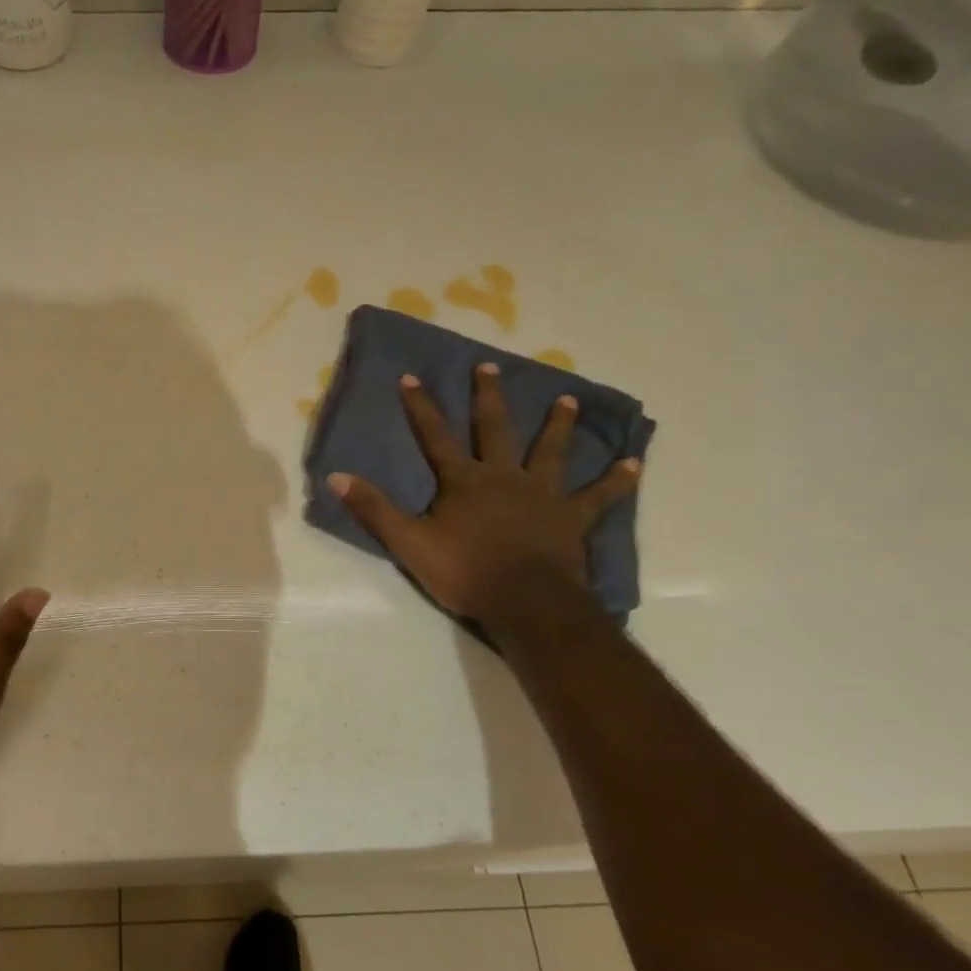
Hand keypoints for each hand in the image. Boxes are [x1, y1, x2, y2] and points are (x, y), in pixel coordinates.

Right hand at [328, 365, 640, 623]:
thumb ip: (374, 509)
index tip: (412, 377)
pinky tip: (634, 464)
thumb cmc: (465, 572)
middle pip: (495, 429)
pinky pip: (598, 496)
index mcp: (464, 481)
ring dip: (558, 425)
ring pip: (550, 451)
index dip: (422, 407)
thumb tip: (336, 476)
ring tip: (567, 400)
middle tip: (490, 367)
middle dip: (489, 397)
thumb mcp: (409, 543)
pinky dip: (616, 480)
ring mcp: (542, 495)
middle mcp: (504, 476)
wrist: (526, 603)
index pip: (436, 436)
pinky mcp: (571, 518)